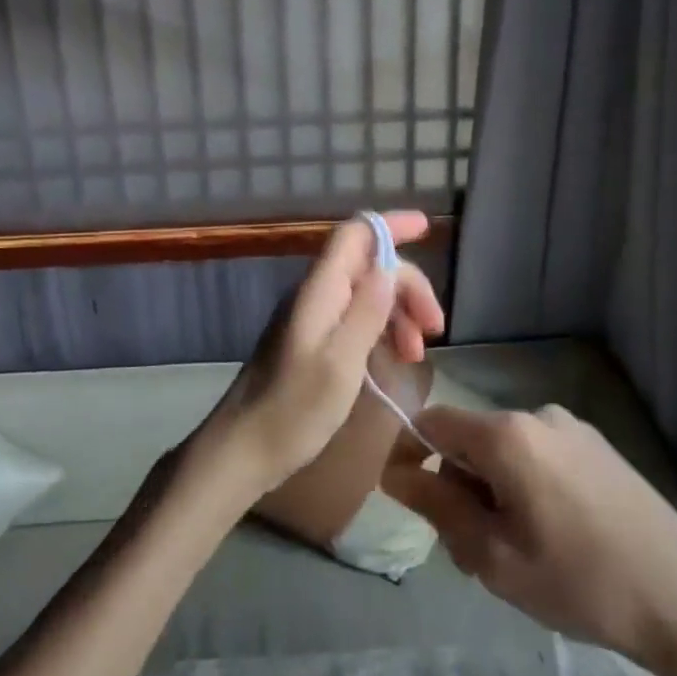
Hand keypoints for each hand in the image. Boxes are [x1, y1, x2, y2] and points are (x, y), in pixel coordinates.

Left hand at [197, 212, 444, 494]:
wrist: (242, 450)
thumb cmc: (293, 410)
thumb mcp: (341, 362)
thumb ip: (366, 311)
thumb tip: (390, 267)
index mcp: (319, 291)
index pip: (356, 235)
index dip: (392, 225)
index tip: (428, 228)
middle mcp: (315, 295)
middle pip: (368, 265)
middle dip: (407, 286)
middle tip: (434, 328)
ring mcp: (311, 318)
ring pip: (365, 293)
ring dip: (398, 313)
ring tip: (417, 354)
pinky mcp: (311, 342)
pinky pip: (355, 318)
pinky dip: (382, 330)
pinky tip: (394, 358)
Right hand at [382, 404, 676, 664]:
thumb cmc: (579, 582)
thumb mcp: (493, 555)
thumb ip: (437, 506)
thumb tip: (395, 474)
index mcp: (507, 435)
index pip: (432, 422)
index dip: (409, 454)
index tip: (407, 500)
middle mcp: (537, 415)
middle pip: (470, 440)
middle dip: (456, 487)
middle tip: (468, 553)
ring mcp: (573, 428)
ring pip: (506, 452)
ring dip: (491, 492)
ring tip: (512, 554)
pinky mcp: (599, 447)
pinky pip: (540, 456)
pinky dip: (525, 487)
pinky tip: (550, 537)